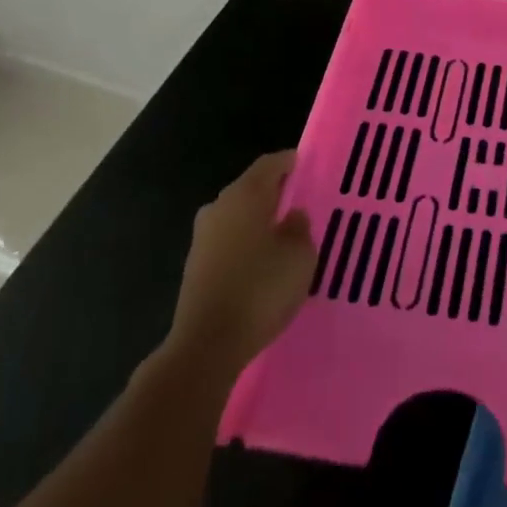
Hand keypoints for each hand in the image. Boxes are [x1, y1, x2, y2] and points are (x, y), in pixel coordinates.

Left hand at [165, 151, 315, 380]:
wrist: (207, 344)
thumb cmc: (261, 289)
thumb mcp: (300, 255)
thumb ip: (300, 228)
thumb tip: (292, 216)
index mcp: (245, 195)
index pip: (270, 164)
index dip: (291, 162)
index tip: (310, 166)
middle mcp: (219, 207)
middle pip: (252, 188)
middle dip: (277, 192)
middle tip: (304, 202)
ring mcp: (203, 237)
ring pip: (239, 215)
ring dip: (261, 220)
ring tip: (288, 235)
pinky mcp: (196, 265)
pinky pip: (230, 240)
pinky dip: (248, 243)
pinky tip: (265, 262)